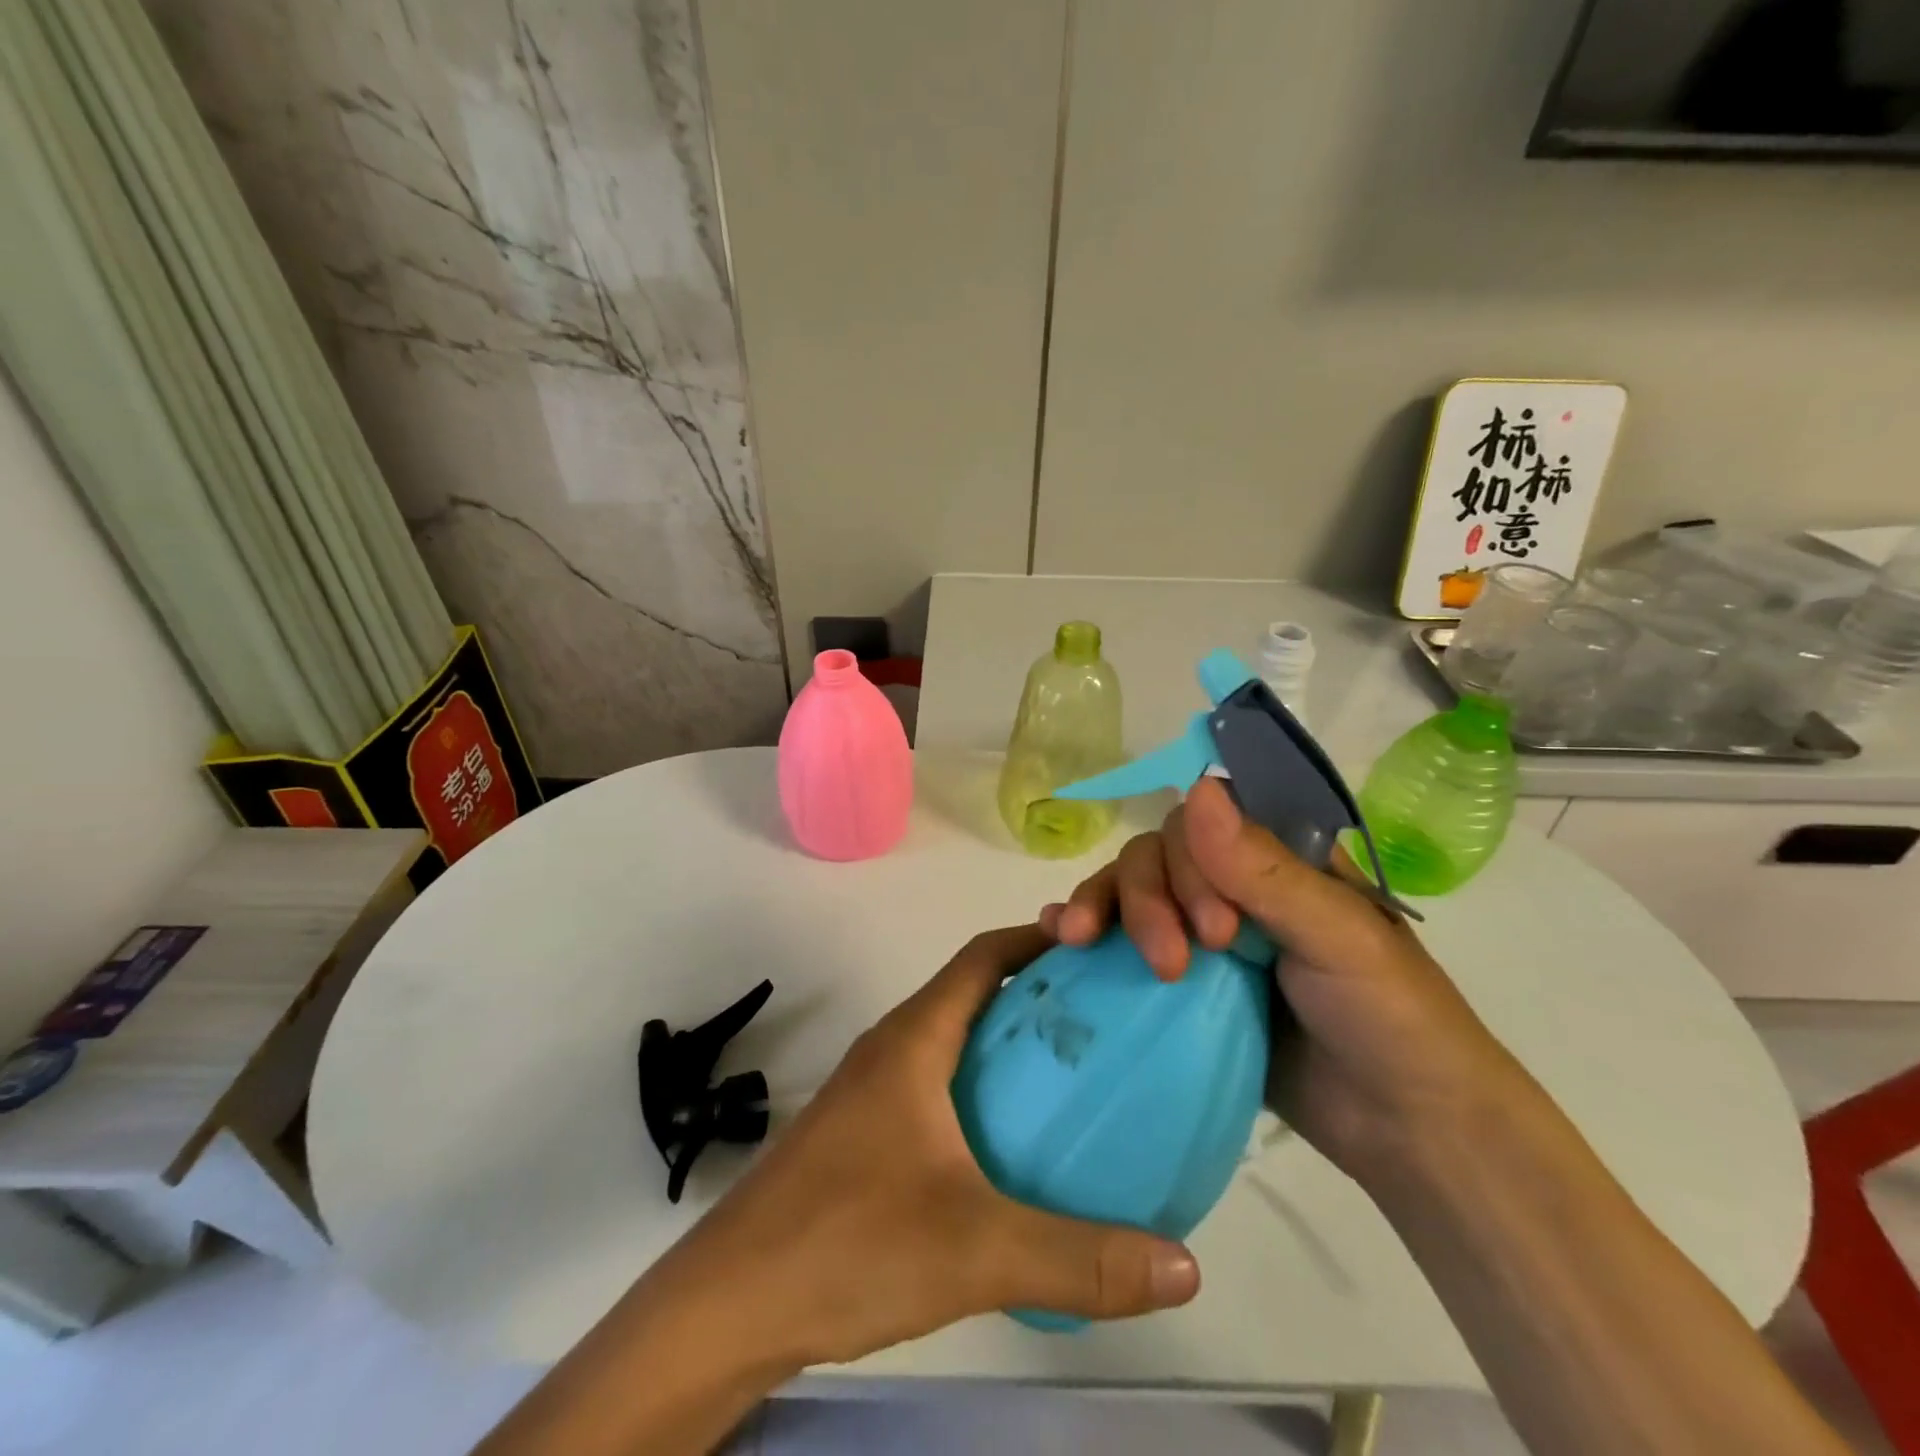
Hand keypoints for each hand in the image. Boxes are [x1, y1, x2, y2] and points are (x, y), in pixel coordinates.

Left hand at [667, 926, 1200, 1369]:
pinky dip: (982, 1088)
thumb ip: (1081, 1259)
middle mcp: (893, 1048)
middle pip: (972, 992)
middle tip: (1105, 1015)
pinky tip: (1014, 1144)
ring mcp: (873, 1090)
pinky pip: (938, 1084)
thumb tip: (1185, 1267)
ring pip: (954, 1040)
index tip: (1097, 947)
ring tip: (1074, 1074)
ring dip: (1008, 1043)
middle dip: (1036, 992)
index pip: (983, 957)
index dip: (1038, 940)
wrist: (731, 1302)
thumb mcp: (977, 1249)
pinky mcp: (864, 1132)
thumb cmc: (849, 1242)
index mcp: (915, 1039)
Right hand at [1040, 778, 1521, 1179]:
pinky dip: (1087, 928)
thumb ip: (1263, 869)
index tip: (1215, 932)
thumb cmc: (1389, 1019)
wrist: (1406, 1132)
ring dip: (1102, 906)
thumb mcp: (1336, 937)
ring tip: (1078, 940)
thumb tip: (1198, 786)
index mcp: (1274, 861)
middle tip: (1172, 965)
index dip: (1189, 862)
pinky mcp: (1180, 986)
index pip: (1203, 824)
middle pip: (1157, 857)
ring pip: (1132, 893)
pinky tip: (1056, 935)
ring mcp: (1201, 937)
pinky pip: (1121, 943)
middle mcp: (1232, 887)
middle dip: (1148, 900)